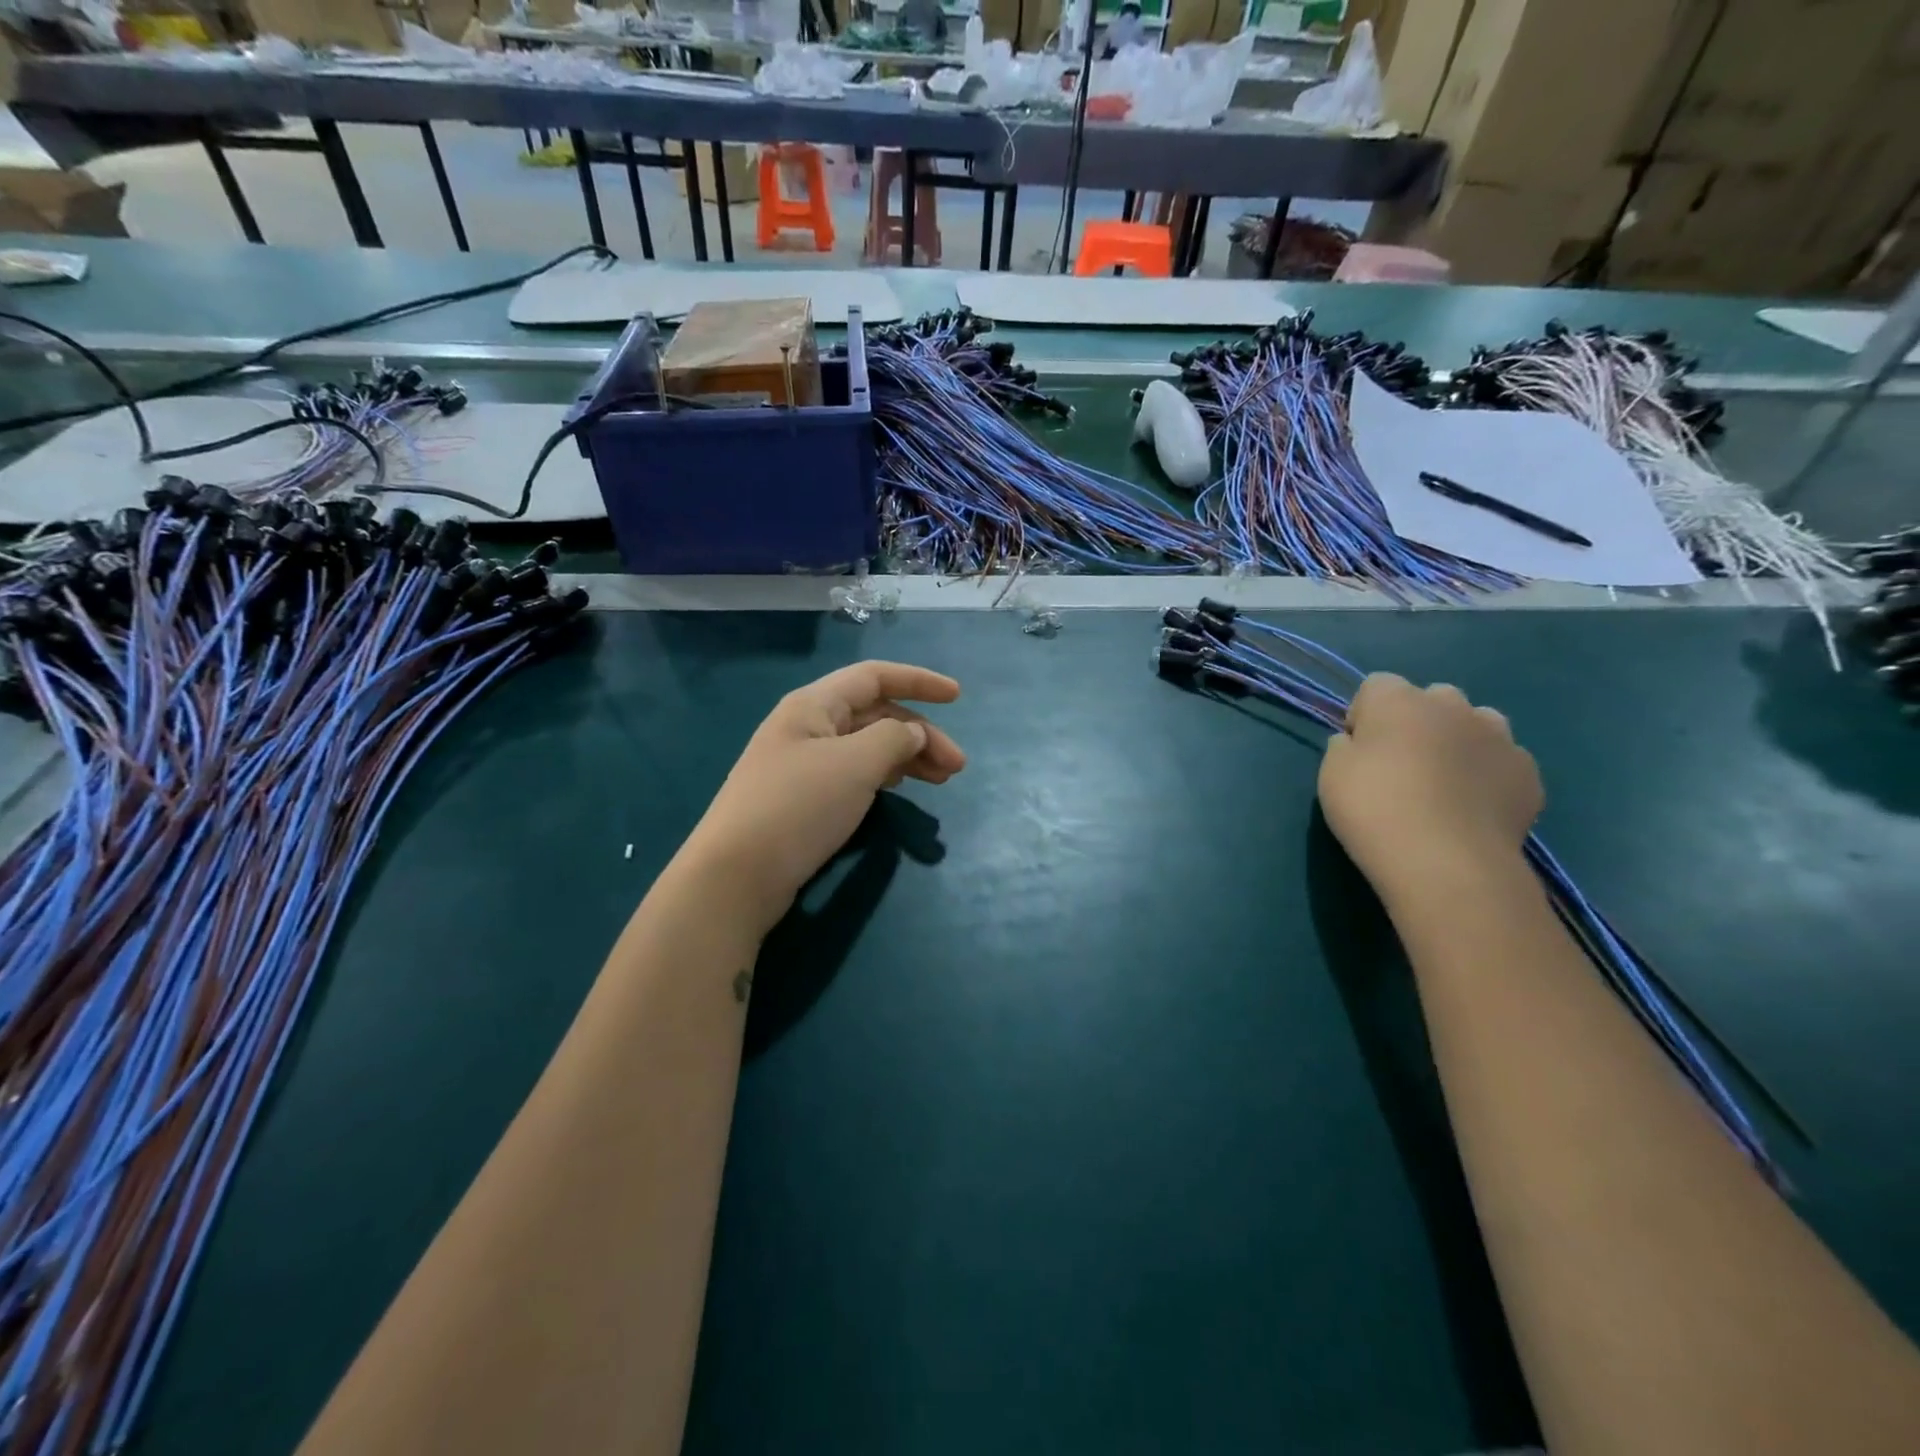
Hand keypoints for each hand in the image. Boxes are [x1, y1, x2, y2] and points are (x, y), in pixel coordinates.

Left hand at [685, 661, 966, 937]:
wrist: (736, 876)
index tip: (958, 697)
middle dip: (920, 733)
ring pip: (867, 747)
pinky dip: (884, 776)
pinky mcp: (803, 799)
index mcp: (814, 705)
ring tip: (941, 781)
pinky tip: (900, 789)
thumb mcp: (855, 764)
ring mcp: (803, 764)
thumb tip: (912, 734)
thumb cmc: (798, 807)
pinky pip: (854, 773)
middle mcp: (807, 727)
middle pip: (875, 715)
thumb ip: (894, 738)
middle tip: (956, 767)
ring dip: (907, 758)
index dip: (919, 681)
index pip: (874, 676)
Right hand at [1318, 673, 1541, 898]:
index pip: (1376, 685)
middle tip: (1401, 765)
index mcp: (1398, 700)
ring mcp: (1499, 737)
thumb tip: (1358, 743)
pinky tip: (1472, 808)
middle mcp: (1452, 706)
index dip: (1364, 715)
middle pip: (1431, 698)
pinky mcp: (1528, 773)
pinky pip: (1502, 761)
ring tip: (1444, 783)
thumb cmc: (1374, 809)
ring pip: (1476, 723)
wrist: (1446, 861)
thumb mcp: (1331, 774)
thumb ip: (1344, 747)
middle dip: (1417, 722)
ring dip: (1459, 741)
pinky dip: (1488, 775)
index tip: (1357, 749)